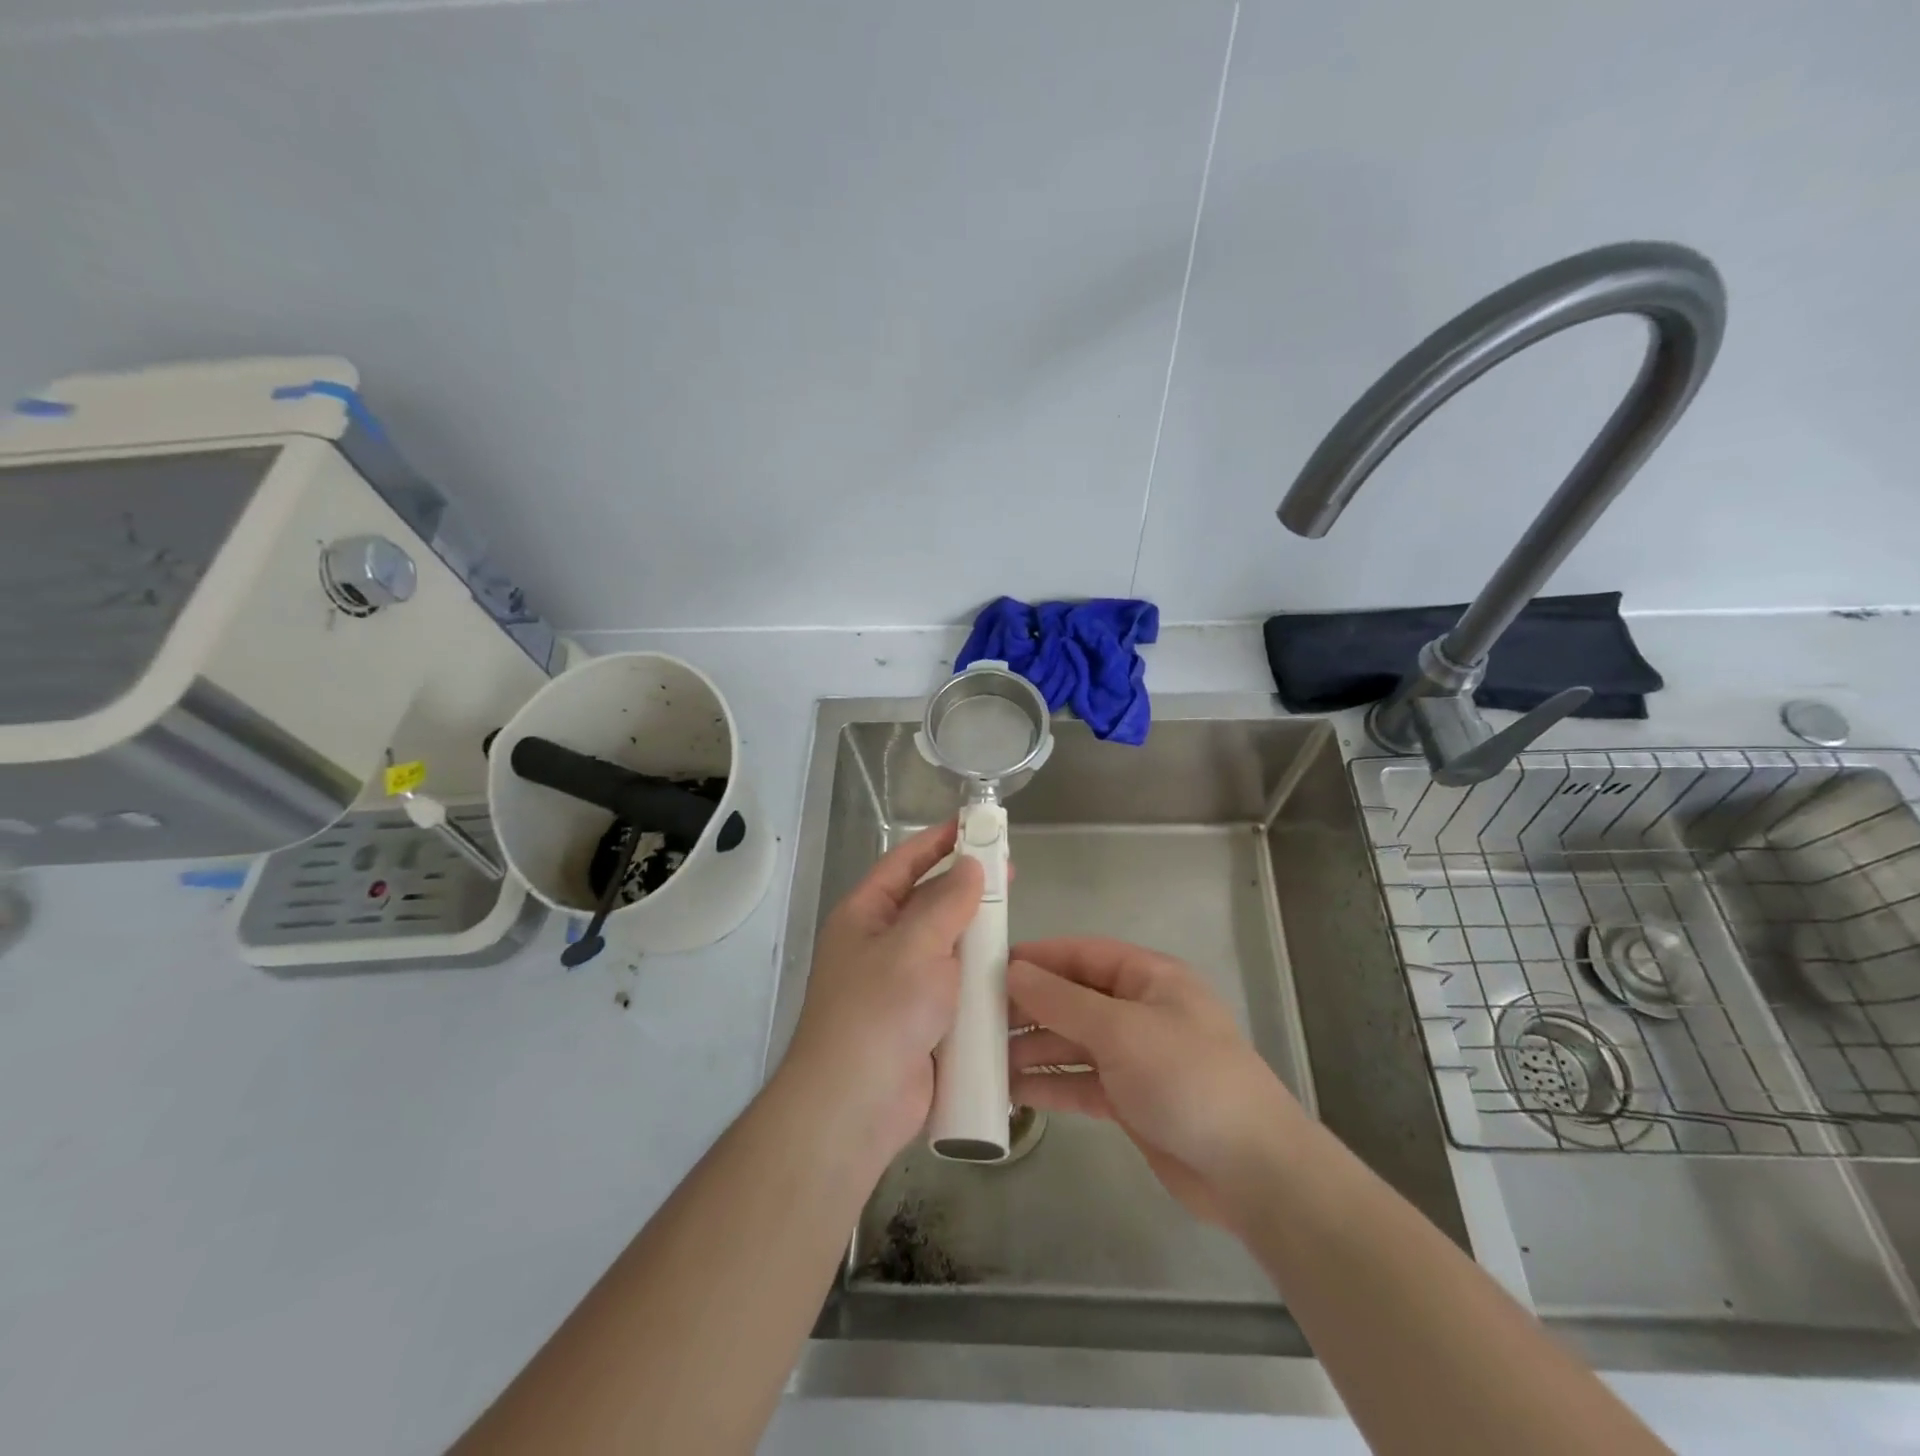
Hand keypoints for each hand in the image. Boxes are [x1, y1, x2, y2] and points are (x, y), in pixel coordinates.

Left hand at [782, 821, 984, 1161]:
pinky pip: (954, 988)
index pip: (903, 863)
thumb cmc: (879, 1011)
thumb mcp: (914, 945)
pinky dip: (977, 978)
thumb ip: (946, 902)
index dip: (938, 840)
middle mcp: (880, 945)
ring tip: (1014, 921)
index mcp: (865, 916)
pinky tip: (1009, 973)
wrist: (856, 1107)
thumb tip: (969, 866)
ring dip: (976, 935)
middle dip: (966, 888)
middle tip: (1010, 873)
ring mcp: (900, 986)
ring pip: (945, 947)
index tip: (975, 824)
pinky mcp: (922, 1022)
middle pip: (928, 903)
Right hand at [1008, 938, 1305, 1228]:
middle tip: (976, 1020)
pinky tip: (1012, 1091)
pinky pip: (1080, 1080)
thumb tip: (1012, 971)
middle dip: (1028, 1007)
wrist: (1251, 1171)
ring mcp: (1134, 1056)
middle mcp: (1139, 1010)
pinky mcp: (1129, 1099)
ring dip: (1032, 1048)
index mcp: (1148, 977)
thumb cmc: (1188, 1079)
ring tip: (983, 1059)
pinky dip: (1050, 1082)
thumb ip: (1062, 1000)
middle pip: (1073, 998)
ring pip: (1072, 1041)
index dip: (1037, 958)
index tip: (989, 967)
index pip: (1082, 954)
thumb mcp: (1121, 1030)